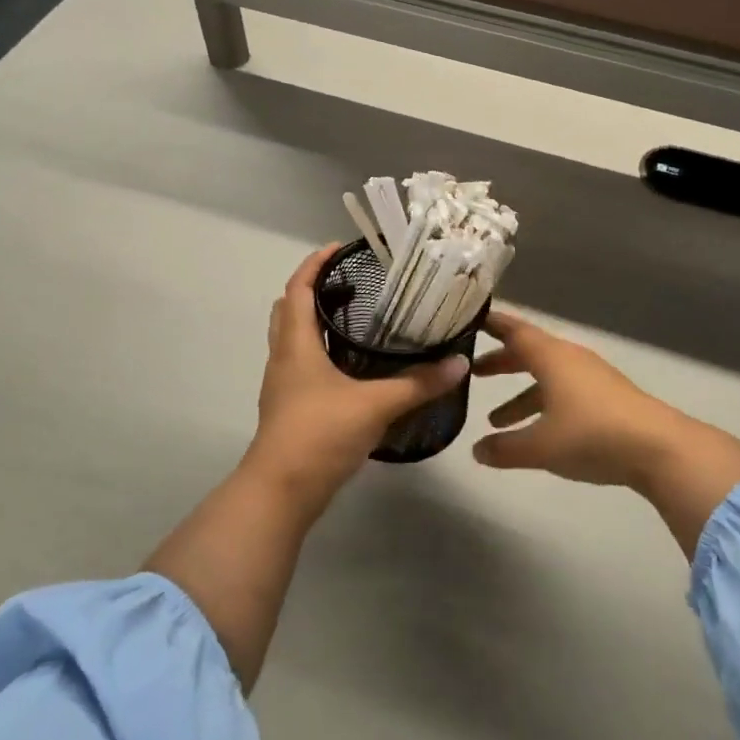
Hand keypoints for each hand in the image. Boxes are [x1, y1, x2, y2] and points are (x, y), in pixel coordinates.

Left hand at [242, 245, 468, 507]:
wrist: (281, 491)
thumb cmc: (319, 433)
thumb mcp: (375, 404)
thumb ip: (418, 383)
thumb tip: (458, 363)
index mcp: (295, 345)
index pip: (297, 289)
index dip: (314, 264)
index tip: (339, 248)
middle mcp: (283, 358)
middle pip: (289, 310)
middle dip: (313, 290)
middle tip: (351, 283)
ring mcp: (284, 386)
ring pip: (294, 340)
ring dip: (316, 322)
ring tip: (356, 318)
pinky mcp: (290, 408)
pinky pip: (303, 366)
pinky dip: (321, 352)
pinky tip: (353, 366)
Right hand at [471, 311, 739, 554]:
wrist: (659, 448)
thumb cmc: (592, 434)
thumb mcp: (540, 446)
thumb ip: (505, 448)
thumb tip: (477, 451)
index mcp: (552, 358)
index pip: (515, 331)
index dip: (493, 326)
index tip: (470, 321)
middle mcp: (570, 360)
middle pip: (530, 354)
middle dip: (502, 363)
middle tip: (474, 372)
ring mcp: (592, 379)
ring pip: (547, 379)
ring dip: (521, 395)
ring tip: (495, 420)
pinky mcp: (607, 399)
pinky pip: (564, 394)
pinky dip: (543, 407)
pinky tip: (536, 435)